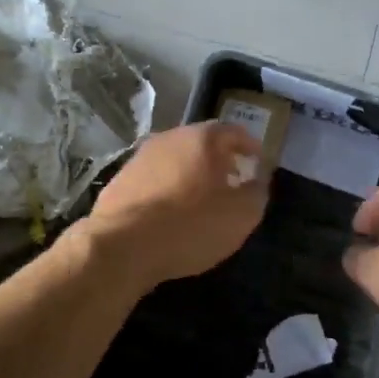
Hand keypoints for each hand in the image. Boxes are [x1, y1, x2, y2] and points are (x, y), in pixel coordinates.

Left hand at [86, 121, 268, 289]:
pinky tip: (170, 213)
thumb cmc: (191, 225)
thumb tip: (257, 179)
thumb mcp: (241, 215)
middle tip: (232, 180)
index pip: (234, 132)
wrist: (123, 245)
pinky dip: (167, 189)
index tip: (258, 162)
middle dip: (219, 159)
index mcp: (203, 138)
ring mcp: (141, 157)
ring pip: (175, 160)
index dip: (250, 146)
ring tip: (201, 199)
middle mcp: (170, 138)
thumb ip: (257, 192)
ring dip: (191, 174)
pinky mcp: (119, 180)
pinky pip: (153, 180)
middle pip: (202, 143)